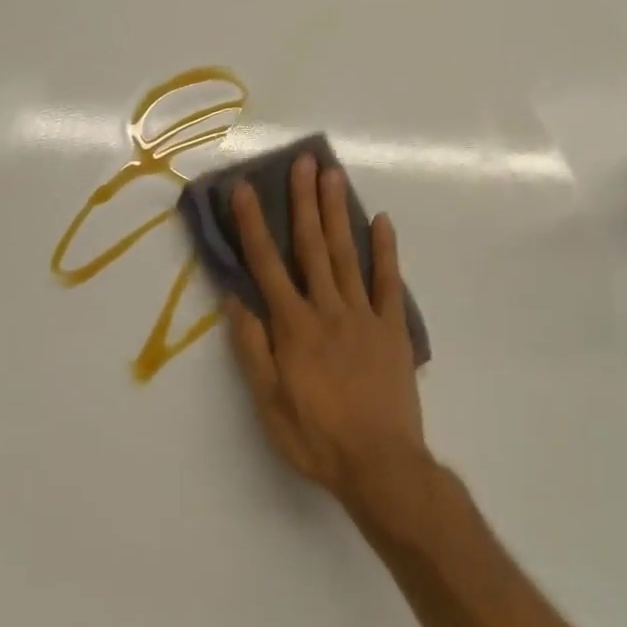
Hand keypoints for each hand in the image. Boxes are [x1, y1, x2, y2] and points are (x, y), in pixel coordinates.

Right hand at [223, 154, 431, 514]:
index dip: (253, 223)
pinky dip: (385, 250)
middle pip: (311, 246)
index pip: (267, 264)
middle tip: (303, 161)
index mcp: (293, 326)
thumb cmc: (316, 438)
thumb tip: (234, 299)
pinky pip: (389, 282)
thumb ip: (252, 348)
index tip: (244, 188)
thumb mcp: (268, 402)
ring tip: (333, 174)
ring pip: (347, 253)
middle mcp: (328, 309)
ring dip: (338, 212)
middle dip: (303, 201)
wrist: (381, 465)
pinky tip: (381, 221)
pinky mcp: (392, 328)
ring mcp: (364, 315)